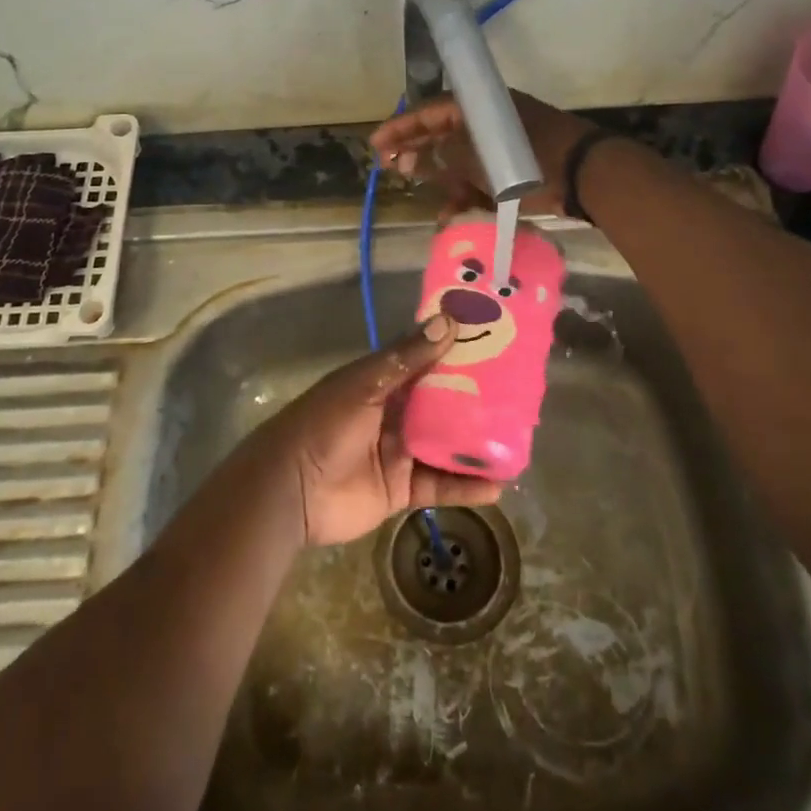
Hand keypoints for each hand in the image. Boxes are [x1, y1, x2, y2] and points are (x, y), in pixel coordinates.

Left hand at [246, 316, 504, 546]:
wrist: (290, 490)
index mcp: (384, 381)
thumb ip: (407, 357)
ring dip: (477, 444)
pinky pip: (441, 485)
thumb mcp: (364, 384)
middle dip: (477, 400)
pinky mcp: (403, 489)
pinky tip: (497, 484)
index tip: (495, 340)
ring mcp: (401, 452)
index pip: (428, 360)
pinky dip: (467, 486)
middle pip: (444, 403)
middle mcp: (396, 413)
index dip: (459, 351)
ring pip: (447, 445)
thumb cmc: (324, 424)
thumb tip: (449, 321)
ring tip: (518, 441)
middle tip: (520, 394)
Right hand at [371, 90, 595, 218]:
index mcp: (481, 107)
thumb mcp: (480, 157)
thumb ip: (444, 156)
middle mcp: (489, 122)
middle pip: (443, 133)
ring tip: (421, 196)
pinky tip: (452, 216)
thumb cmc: (534, 159)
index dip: (402, 127)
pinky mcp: (514, 168)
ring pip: (461, 159)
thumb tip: (412, 157)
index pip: (430, 111)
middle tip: (391, 167)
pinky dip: (467, 194)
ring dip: (441, 178)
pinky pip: (481, 177)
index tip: (377, 143)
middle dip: (417, 150)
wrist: (589, 176)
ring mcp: (502, 146)